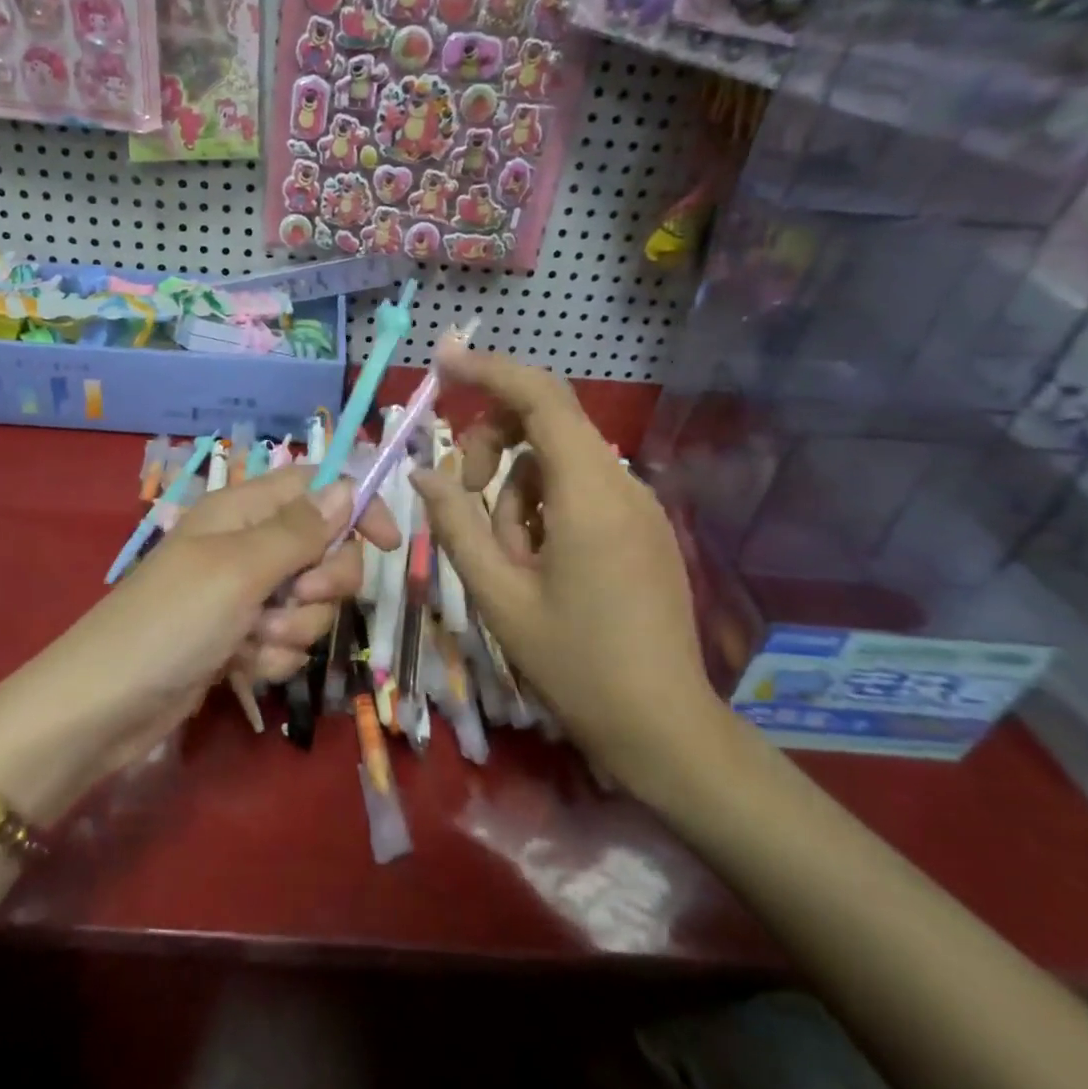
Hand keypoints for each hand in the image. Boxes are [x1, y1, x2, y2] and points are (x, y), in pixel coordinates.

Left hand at [34, 468, 398, 774]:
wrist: (104, 708)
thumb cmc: (171, 622)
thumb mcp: (241, 568)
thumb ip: (299, 529)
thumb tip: (346, 485)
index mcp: (243, 511)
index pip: (317, 487)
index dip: (356, 507)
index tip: (388, 544)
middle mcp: (247, 546)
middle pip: (324, 550)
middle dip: (321, 584)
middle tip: (293, 599)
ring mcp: (243, 597)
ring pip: (309, 605)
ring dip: (292, 630)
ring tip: (250, 642)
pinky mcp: (239, 640)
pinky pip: (285, 643)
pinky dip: (270, 658)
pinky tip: (239, 669)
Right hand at [410, 348, 724, 794]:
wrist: (663, 729)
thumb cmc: (575, 664)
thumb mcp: (498, 596)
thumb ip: (457, 525)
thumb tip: (424, 472)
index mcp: (589, 494)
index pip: (541, 398)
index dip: (490, 370)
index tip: (443, 360)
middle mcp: (622, 486)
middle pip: (547, 423)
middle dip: (492, 444)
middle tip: (460, 494)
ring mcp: (638, 508)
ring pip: (557, 463)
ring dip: (515, 492)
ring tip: (507, 560)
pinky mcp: (642, 530)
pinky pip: (579, 492)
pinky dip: (543, 509)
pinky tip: (536, 564)